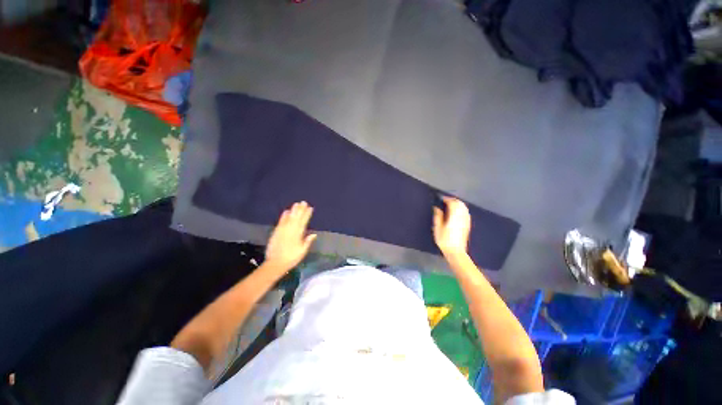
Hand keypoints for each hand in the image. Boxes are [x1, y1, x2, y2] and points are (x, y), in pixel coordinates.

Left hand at [265, 201, 316, 270]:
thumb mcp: (302, 251)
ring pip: (289, 218)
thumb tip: (314, 234)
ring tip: (296, 204)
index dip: (307, 214)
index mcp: (298, 234)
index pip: (304, 222)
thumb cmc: (291, 258)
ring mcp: (283, 230)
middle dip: (301, 210)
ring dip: (293, 210)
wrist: (275, 263)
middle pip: (297, 218)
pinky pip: (281, 222)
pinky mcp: (276, 232)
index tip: (310, 208)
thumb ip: (307, 241)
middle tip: (304, 202)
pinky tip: (286, 211)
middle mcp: (291, 230)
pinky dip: (284, 216)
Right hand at [433, 196, 471, 258]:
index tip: (440, 198)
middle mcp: (462, 216)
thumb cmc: (444, 239)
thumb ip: (438, 216)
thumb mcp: (437, 227)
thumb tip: (437, 207)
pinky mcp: (467, 225)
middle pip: (460, 203)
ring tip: (449, 205)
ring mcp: (466, 220)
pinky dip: (461, 209)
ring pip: (464, 208)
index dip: (446, 199)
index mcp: (454, 215)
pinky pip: (465, 213)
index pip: (452, 202)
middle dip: (453, 200)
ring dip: (457, 204)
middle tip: (445, 201)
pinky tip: (456, 213)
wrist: (456, 251)